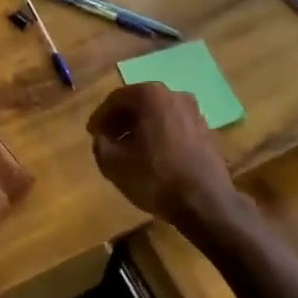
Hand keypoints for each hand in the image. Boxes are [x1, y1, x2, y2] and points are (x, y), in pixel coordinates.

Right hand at [87, 83, 236, 227]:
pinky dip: (159, 135)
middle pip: (139, 103)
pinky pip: (174, 126)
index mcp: (150, 96)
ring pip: (158, 114)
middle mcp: (174, 95)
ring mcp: (194, 112)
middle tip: (108, 139)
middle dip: (121, 121)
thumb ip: (100, 144)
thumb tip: (102, 137)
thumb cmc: (156, 178)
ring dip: (141, 128)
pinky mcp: (206, 130)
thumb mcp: (114, 164)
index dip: (100, 117)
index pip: (116, 99)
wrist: (206, 202)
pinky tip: (153, 156)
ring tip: (129, 150)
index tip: (92, 134)